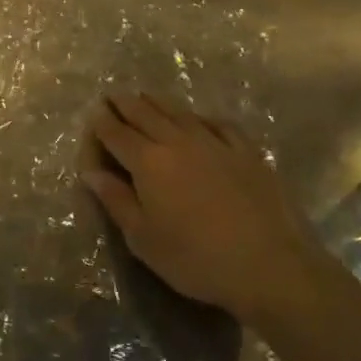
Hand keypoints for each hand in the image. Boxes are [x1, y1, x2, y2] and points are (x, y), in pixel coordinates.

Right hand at [83, 92, 317, 325]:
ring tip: (146, 96)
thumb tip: (91, 172)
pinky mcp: (247, 152)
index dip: (102, 122)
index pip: (117, 134)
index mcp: (148, 162)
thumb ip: (116, 201)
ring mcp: (216, 143)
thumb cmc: (195, 258)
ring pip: (180, 113)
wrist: (269, 265)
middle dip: (126, 104)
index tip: (93, 112)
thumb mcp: (143, 239)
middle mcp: (179, 142)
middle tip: (112, 94)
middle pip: (146, 114)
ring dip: (159, 102)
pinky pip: (219, 124)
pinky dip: (202, 117)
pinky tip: (200, 118)